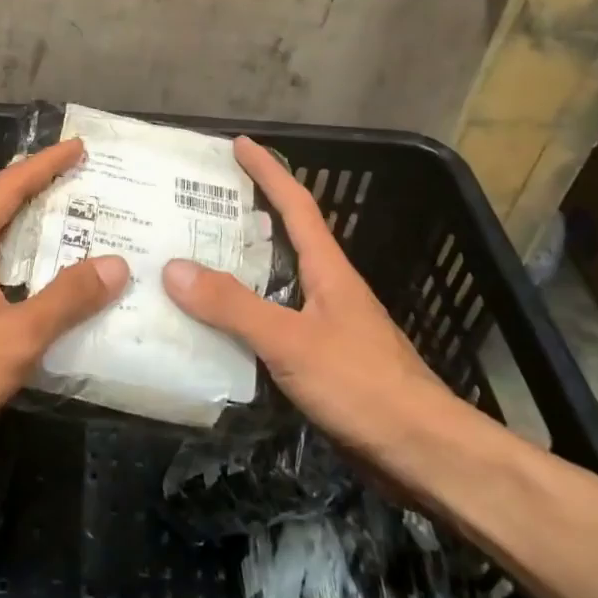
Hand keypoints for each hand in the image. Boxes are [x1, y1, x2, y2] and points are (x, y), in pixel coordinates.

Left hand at [0, 137, 128, 463]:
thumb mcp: (13, 338)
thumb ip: (65, 301)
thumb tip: (116, 263)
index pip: (10, 186)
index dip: (46, 164)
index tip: (79, 146)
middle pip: (1, 209)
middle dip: (43, 194)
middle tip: (88, 191)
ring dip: (33, 236)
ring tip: (78, 236)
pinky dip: (22, 273)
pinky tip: (45, 296)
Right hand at [162, 136, 471, 479]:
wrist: (423, 454)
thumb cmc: (363, 385)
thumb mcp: (291, 341)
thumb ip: (233, 306)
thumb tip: (174, 268)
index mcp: (328, 270)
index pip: (296, 205)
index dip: (269, 171)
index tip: (240, 143)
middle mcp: (328, 289)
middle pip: (283, 240)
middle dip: (245, 217)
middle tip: (197, 207)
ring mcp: (327, 326)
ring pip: (275, 284)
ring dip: (239, 270)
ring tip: (192, 263)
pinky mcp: (322, 362)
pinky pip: (273, 324)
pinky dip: (243, 317)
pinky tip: (215, 329)